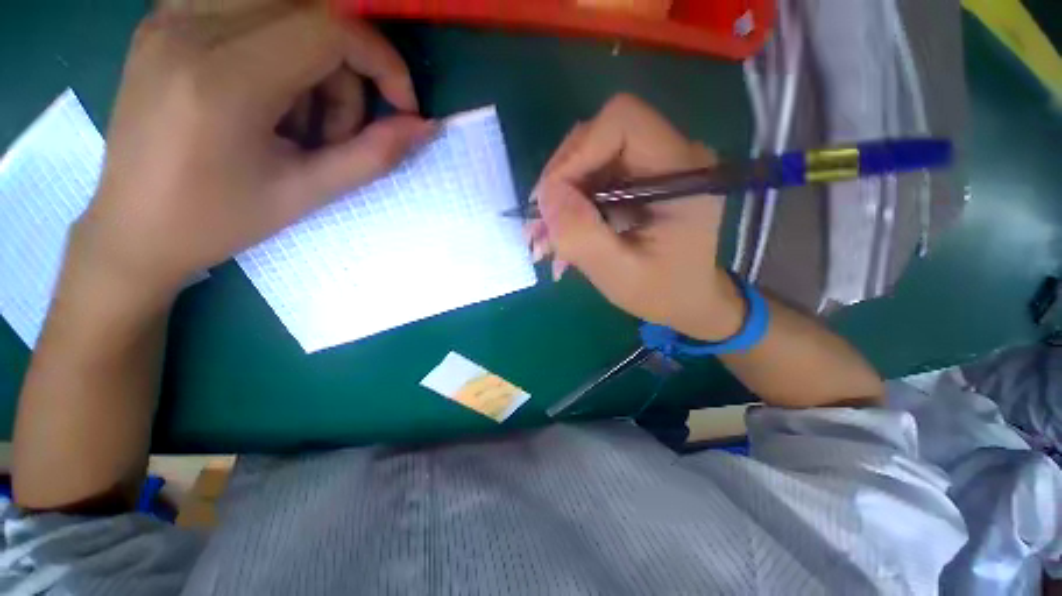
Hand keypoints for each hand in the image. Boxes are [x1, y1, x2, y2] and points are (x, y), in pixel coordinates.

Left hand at [75, 4, 434, 299]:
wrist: (132, 228)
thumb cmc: (221, 220)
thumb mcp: (309, 193)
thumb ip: (375, 156)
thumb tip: (425, 126)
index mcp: (224, 80)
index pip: (331, 28)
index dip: (382, 61)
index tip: (401, 106)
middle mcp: (190, 29)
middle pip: (312, 15)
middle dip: (346, 73)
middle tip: (335, 132)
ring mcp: (169, 18)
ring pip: (283, 11)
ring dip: (313, 63)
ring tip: (296, 122)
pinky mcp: (162, 22)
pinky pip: (249, 12)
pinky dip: (279, 48)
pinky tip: (267, 95)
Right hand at [529, 94, 742, 340]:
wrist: (685, 299)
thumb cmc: (663, 292)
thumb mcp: (621, 275)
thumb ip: (583, 237)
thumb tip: (546, 196)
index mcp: (681, 171)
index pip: (621, 122)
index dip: (576, 154)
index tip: (551, 201)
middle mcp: (670, 155)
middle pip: (597, 136)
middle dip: (560, 180)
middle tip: (540, 225)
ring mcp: (652, 164)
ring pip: (588, 157)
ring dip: (559, 197)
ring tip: (544, 238)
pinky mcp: (637, 178)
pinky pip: (591, 177)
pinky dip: (569, 205)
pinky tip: (559, 236)